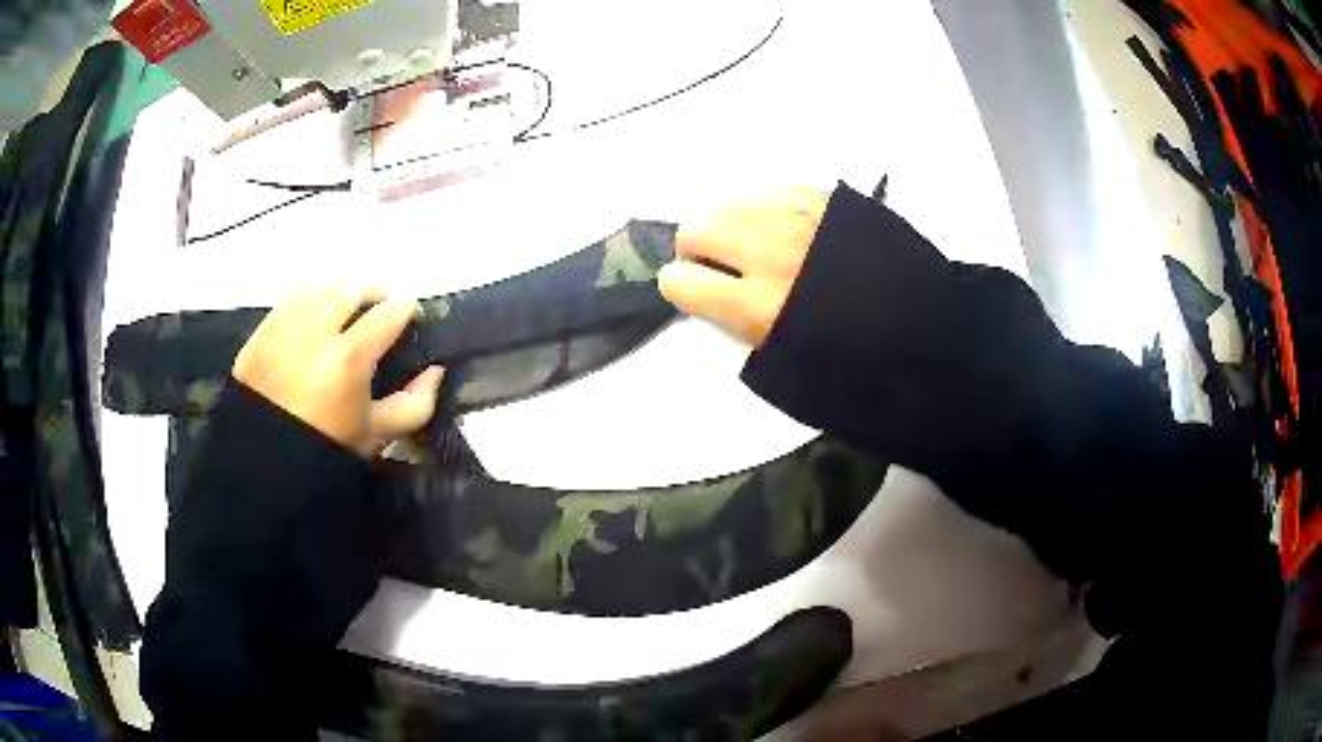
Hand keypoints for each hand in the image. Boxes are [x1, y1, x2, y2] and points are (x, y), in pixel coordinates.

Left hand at [233, 284, 444, 457]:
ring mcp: (284, 328)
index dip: (407, 312)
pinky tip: (316, 314)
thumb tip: (435, 371)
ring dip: (341, 290)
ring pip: (321, 284)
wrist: (266, 466)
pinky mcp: (262, 332)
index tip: (409, 322)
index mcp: (348, 359)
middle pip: (354, 285)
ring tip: (346, 309)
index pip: (390, 311)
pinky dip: (310, 297)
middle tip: (379, 311)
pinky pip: (291, 297)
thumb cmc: (326, 450)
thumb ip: (415, 404)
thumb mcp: (377, 434)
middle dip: (374, 293)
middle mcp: (316, 332)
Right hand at [659, 187, 828, 345]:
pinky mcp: (821, 198)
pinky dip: (761, 205)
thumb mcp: (782, 352)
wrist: (911, 313)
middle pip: (695, 228)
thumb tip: (705, 294)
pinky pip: (768, 188)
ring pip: (726, 200)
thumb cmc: (844, 342)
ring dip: (726, 221)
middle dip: (694, 246)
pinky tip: (774, 223)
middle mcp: (772, 255)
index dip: (680, 286)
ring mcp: (798, 219)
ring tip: (747, 240)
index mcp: (760, 309)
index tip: (693, 290)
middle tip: (715, 263)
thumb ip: (735, 324)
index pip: (679, 281)